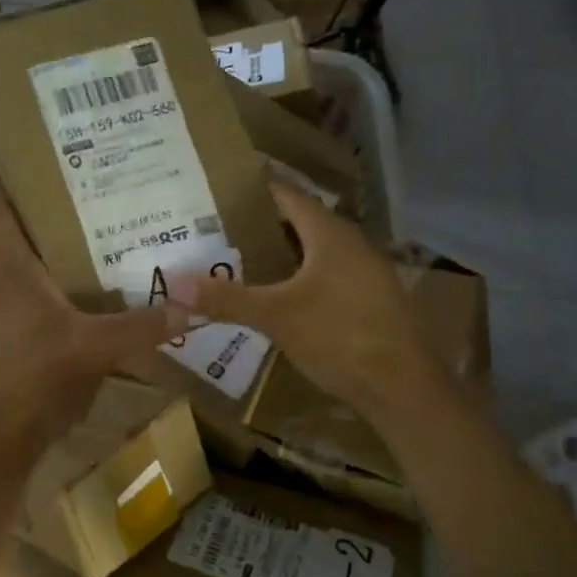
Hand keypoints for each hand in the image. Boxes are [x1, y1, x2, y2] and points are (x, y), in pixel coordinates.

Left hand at [0, 171, 186, 450]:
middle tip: (69, 175)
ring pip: (26, 263)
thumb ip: (140, 326)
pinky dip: (59, 279)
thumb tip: (189, 304)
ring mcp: (11, 313)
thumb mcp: (93, 347)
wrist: (5, 435)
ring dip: (47, 242)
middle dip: (31, 203)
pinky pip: (40, 293)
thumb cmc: (37, 376)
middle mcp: (6, 284)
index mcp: (12, 272)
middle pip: (11, 232)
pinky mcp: (22, 337)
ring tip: (87, 219)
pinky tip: (91, 281)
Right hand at [168, 182, 452, 422]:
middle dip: (259, 225)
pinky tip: (275, 296)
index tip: (217, 190)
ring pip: (313, 251)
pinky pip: (325, 275)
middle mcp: (350, 243)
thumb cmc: (341, 336)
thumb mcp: (276, 316)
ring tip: (236, 259)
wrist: (403, 386)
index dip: (253, 189)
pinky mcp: (369, 299)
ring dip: (279, 254)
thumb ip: (226, 298)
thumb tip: (173, 282)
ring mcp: (364, 272)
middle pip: (299, 222)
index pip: (287, 195)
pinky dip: (297, 277)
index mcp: (330, 233)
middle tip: (215, 229)